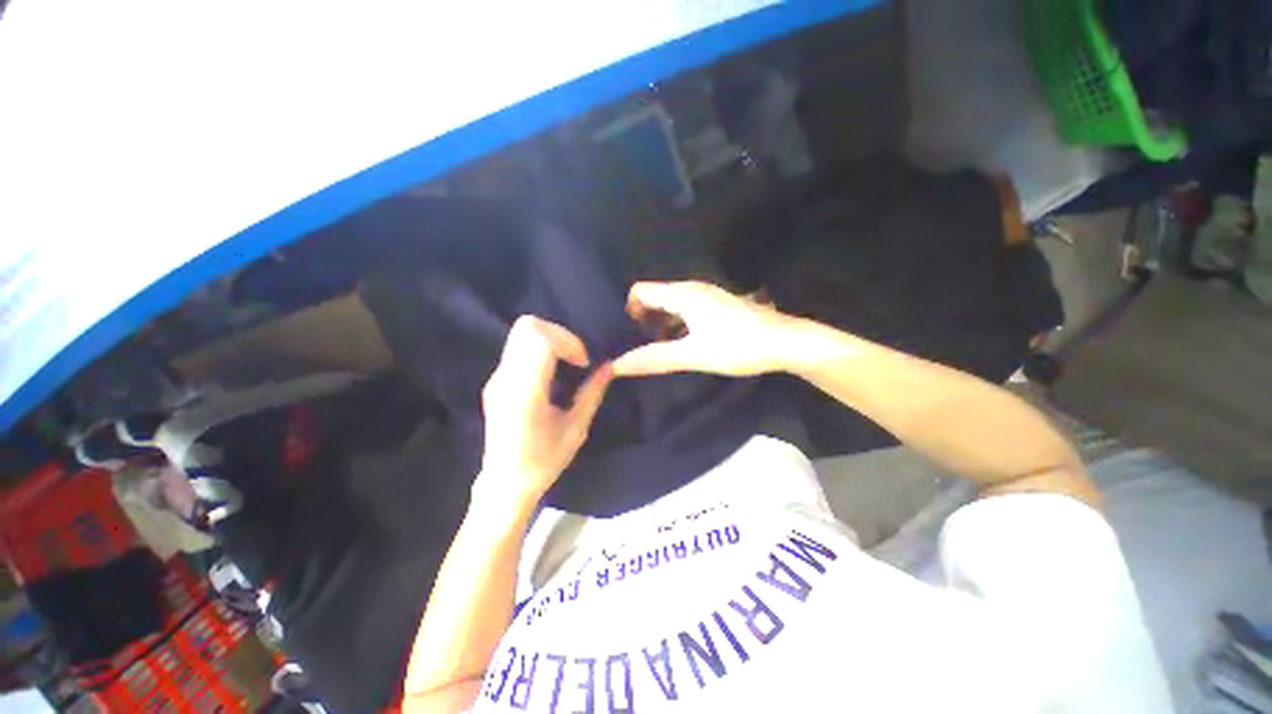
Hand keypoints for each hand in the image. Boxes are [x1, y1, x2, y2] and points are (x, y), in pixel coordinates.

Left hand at [479, 316, 613, 500]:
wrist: (504, 484)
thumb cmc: (543, 461)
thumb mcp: (576, 429)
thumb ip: (592, 393)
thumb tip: (609, 367)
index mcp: (526, 392)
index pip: (540, 340)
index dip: (568, 341)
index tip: (582, 363)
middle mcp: (506, 378)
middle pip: (527, 327)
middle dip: (559, 333)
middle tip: (575, 357)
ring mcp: (497, 378)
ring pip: (520, 333)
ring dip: (550, 339)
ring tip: (566, 363)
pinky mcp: (495, 381)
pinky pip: (518, 348)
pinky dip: (539, 349)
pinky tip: (552, 373)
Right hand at [612, 281, 796, 376]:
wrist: (787, 342)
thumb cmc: (738, 346)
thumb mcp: (693, 354)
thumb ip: (655, 358)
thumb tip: (617, 365)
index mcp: (683, 294)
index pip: (640, 291)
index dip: (629, 311)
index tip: (632, 336)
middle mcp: (693, 288)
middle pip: (655, 296)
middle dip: (644, 319)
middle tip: (645, 346)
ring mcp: (709, 296)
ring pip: (672, 304)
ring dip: (661, 323)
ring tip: (662, 349)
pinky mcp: (719, 305)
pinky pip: (687, 310)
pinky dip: (678, 324)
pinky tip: (685, 344)